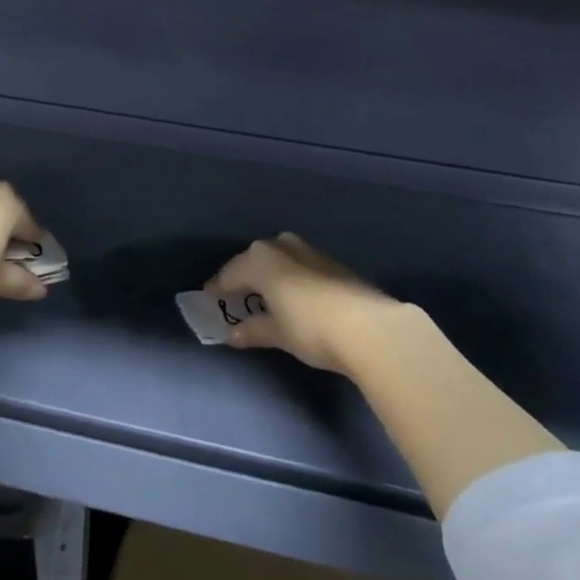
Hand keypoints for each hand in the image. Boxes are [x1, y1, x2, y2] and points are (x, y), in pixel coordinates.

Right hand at [207, 232, 406, 376]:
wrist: (371, 327)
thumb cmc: (312, 328)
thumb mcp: (278, 333)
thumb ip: (254, 330)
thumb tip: (234, 333)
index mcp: (261, 258)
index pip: (230, 273)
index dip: (218, 287)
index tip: (209, 299)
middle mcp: (282, 246)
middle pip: (255, 261)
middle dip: (246, 277)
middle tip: (237, 298)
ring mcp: (310, 252)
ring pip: (280, 261)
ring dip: (271, 277)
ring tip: (266, 298)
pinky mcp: (333, 264)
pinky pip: (300, 267)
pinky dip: (291, 280)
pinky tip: (295, 298)